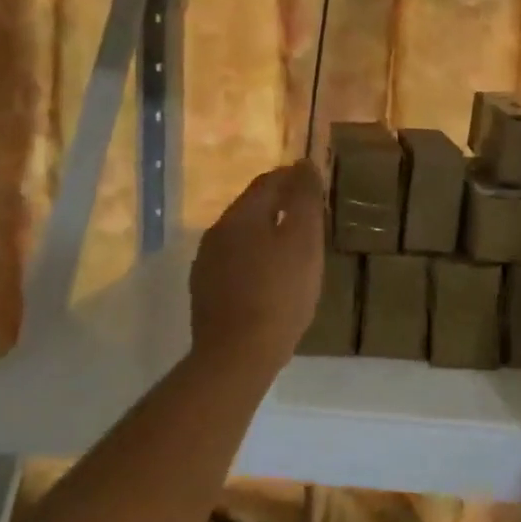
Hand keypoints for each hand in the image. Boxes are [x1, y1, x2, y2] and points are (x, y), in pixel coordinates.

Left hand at [189, 161, 324, 372]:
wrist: (236, 357)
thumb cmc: (279, 294)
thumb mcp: (304, 241)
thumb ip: (304, 199)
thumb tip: (304, 164)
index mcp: (241, 215)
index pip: (268, 181)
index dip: (293, 178)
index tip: (315, 183)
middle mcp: (217, 232)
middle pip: (252, 207)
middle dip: (280, 205)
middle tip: (308, 216)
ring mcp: (206, 264)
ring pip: (241, 235)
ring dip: (266, 233)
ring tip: (292, 248)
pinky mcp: (205, 292)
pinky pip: (234, 262)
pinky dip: (254, 259)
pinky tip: (269, 278)